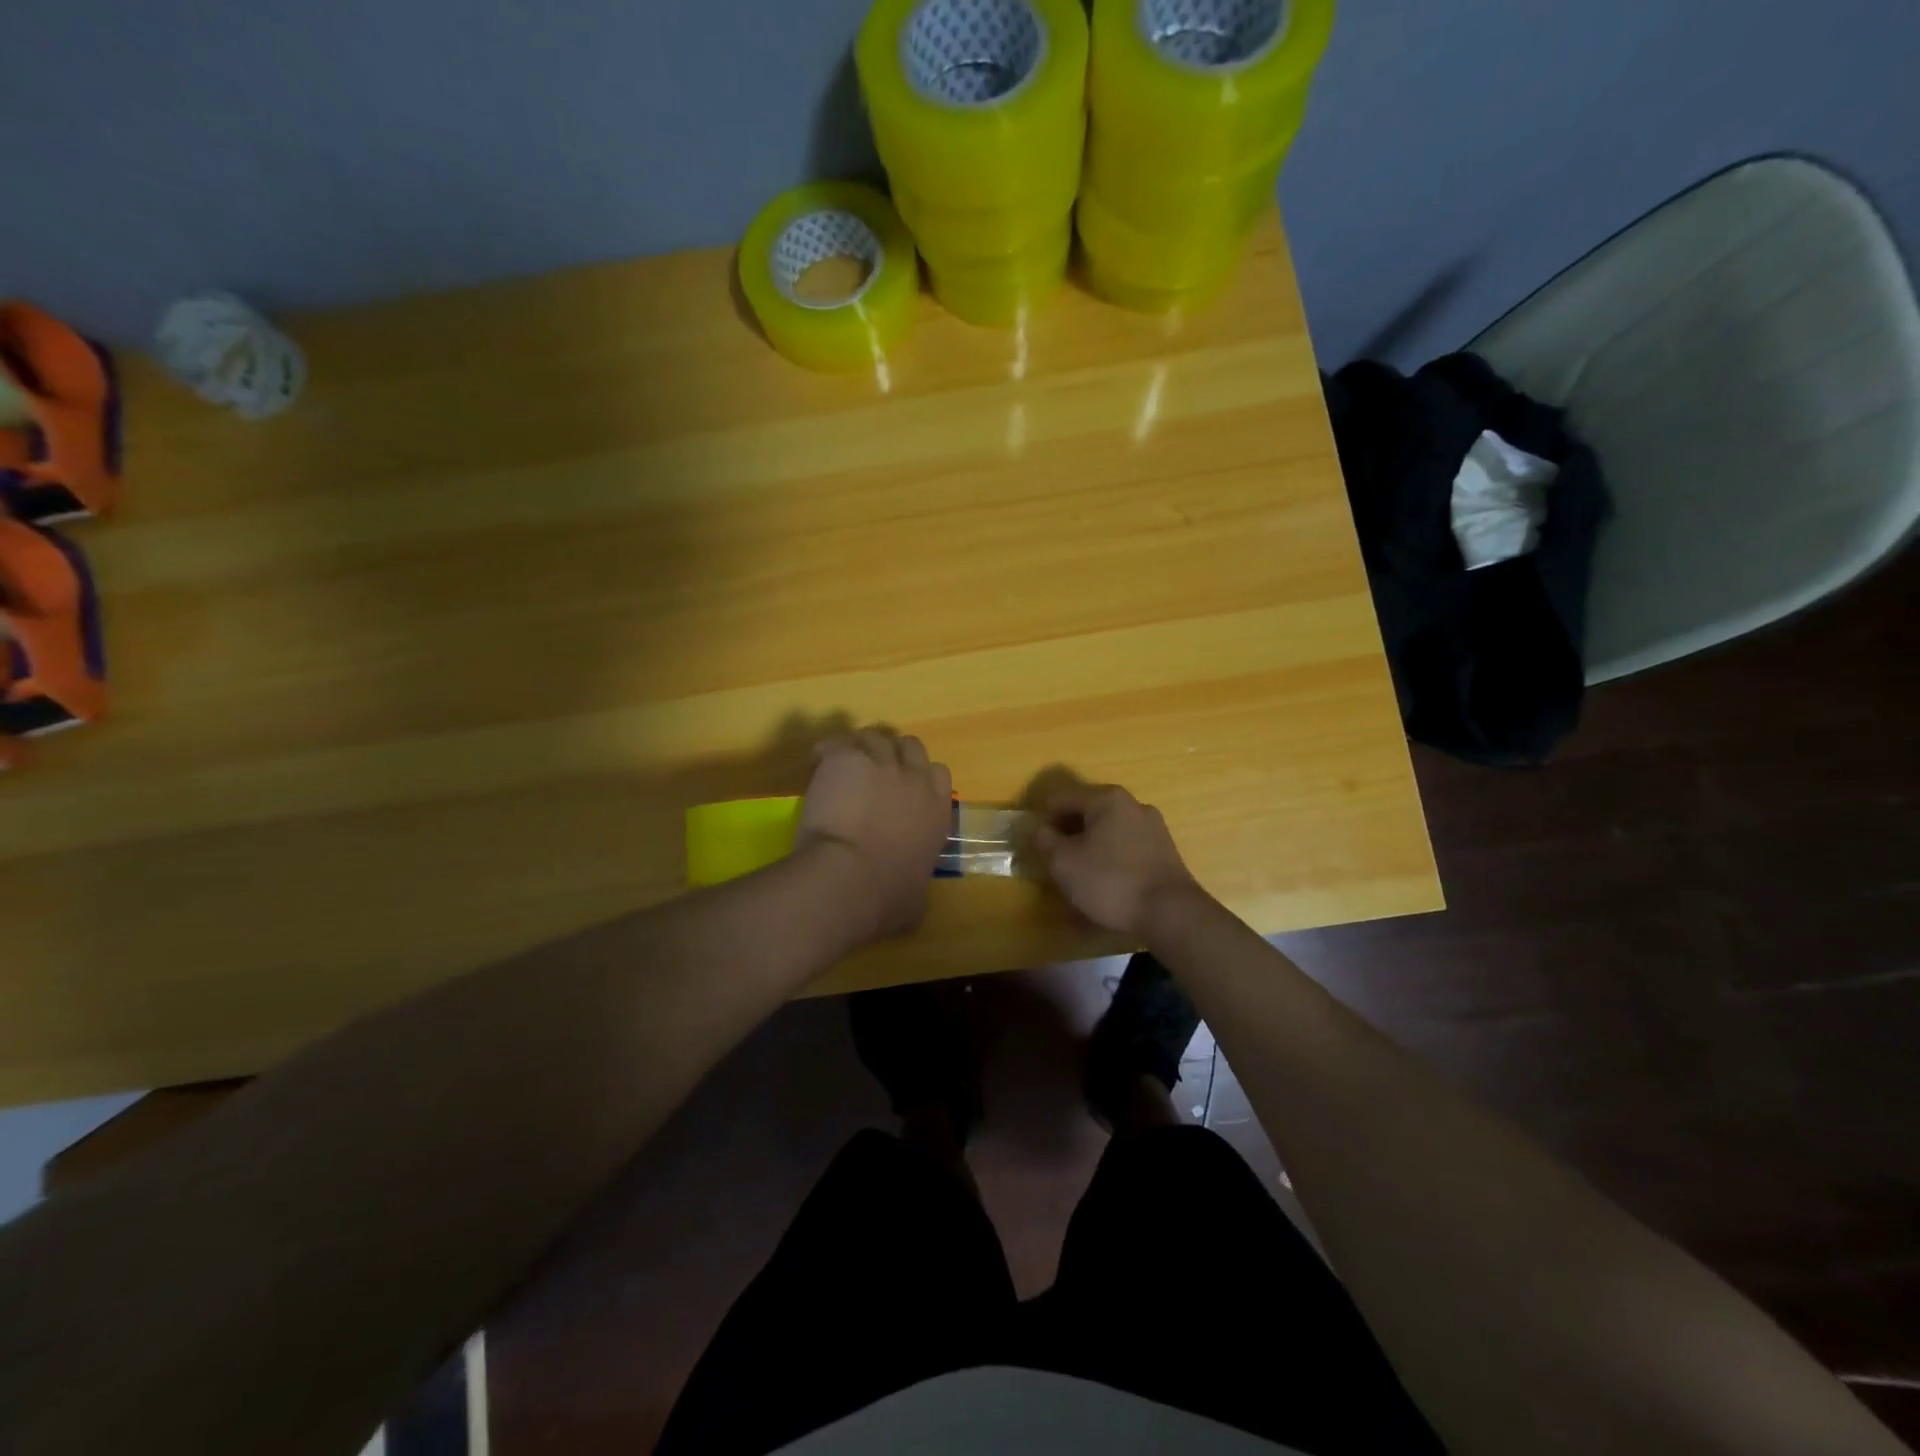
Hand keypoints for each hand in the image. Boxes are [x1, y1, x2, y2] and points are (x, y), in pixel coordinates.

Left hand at [797, 728, 952, 944]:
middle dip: (894, 754)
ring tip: (842, 764)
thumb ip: (917, 886)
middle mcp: (914, 780)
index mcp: (937, 812)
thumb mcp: (915, 902)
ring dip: (861, 747)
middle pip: (910, 746)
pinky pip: (838, 743)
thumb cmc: (885, 898)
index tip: (903, 789)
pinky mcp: (845, 759)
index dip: (920, 777)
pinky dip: (829, 750)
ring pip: (874, 737)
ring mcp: (879, 765)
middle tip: (873, 770)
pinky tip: (818, 761)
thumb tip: (912, 897)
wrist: (847, 879)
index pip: (939, 774)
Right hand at [1030, 784, 1199, 936]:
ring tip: (1081, 881)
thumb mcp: (1063, 862)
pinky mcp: (1164, 851)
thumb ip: (1044, 840)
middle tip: (1057, 867)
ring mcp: (1152, 827)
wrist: (1171, 913)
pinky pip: (1125, 849)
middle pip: (1086, 815)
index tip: (1038, 851)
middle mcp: (1132, 804)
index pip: (1060, 800)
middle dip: (1067, 837)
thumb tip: (1041, 830)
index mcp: (1106, 798)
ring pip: (1107, 833)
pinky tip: (1107, 887)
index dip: (1043, 823)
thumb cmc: (1110, 881)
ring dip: (1089, 850)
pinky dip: (1110, 862)